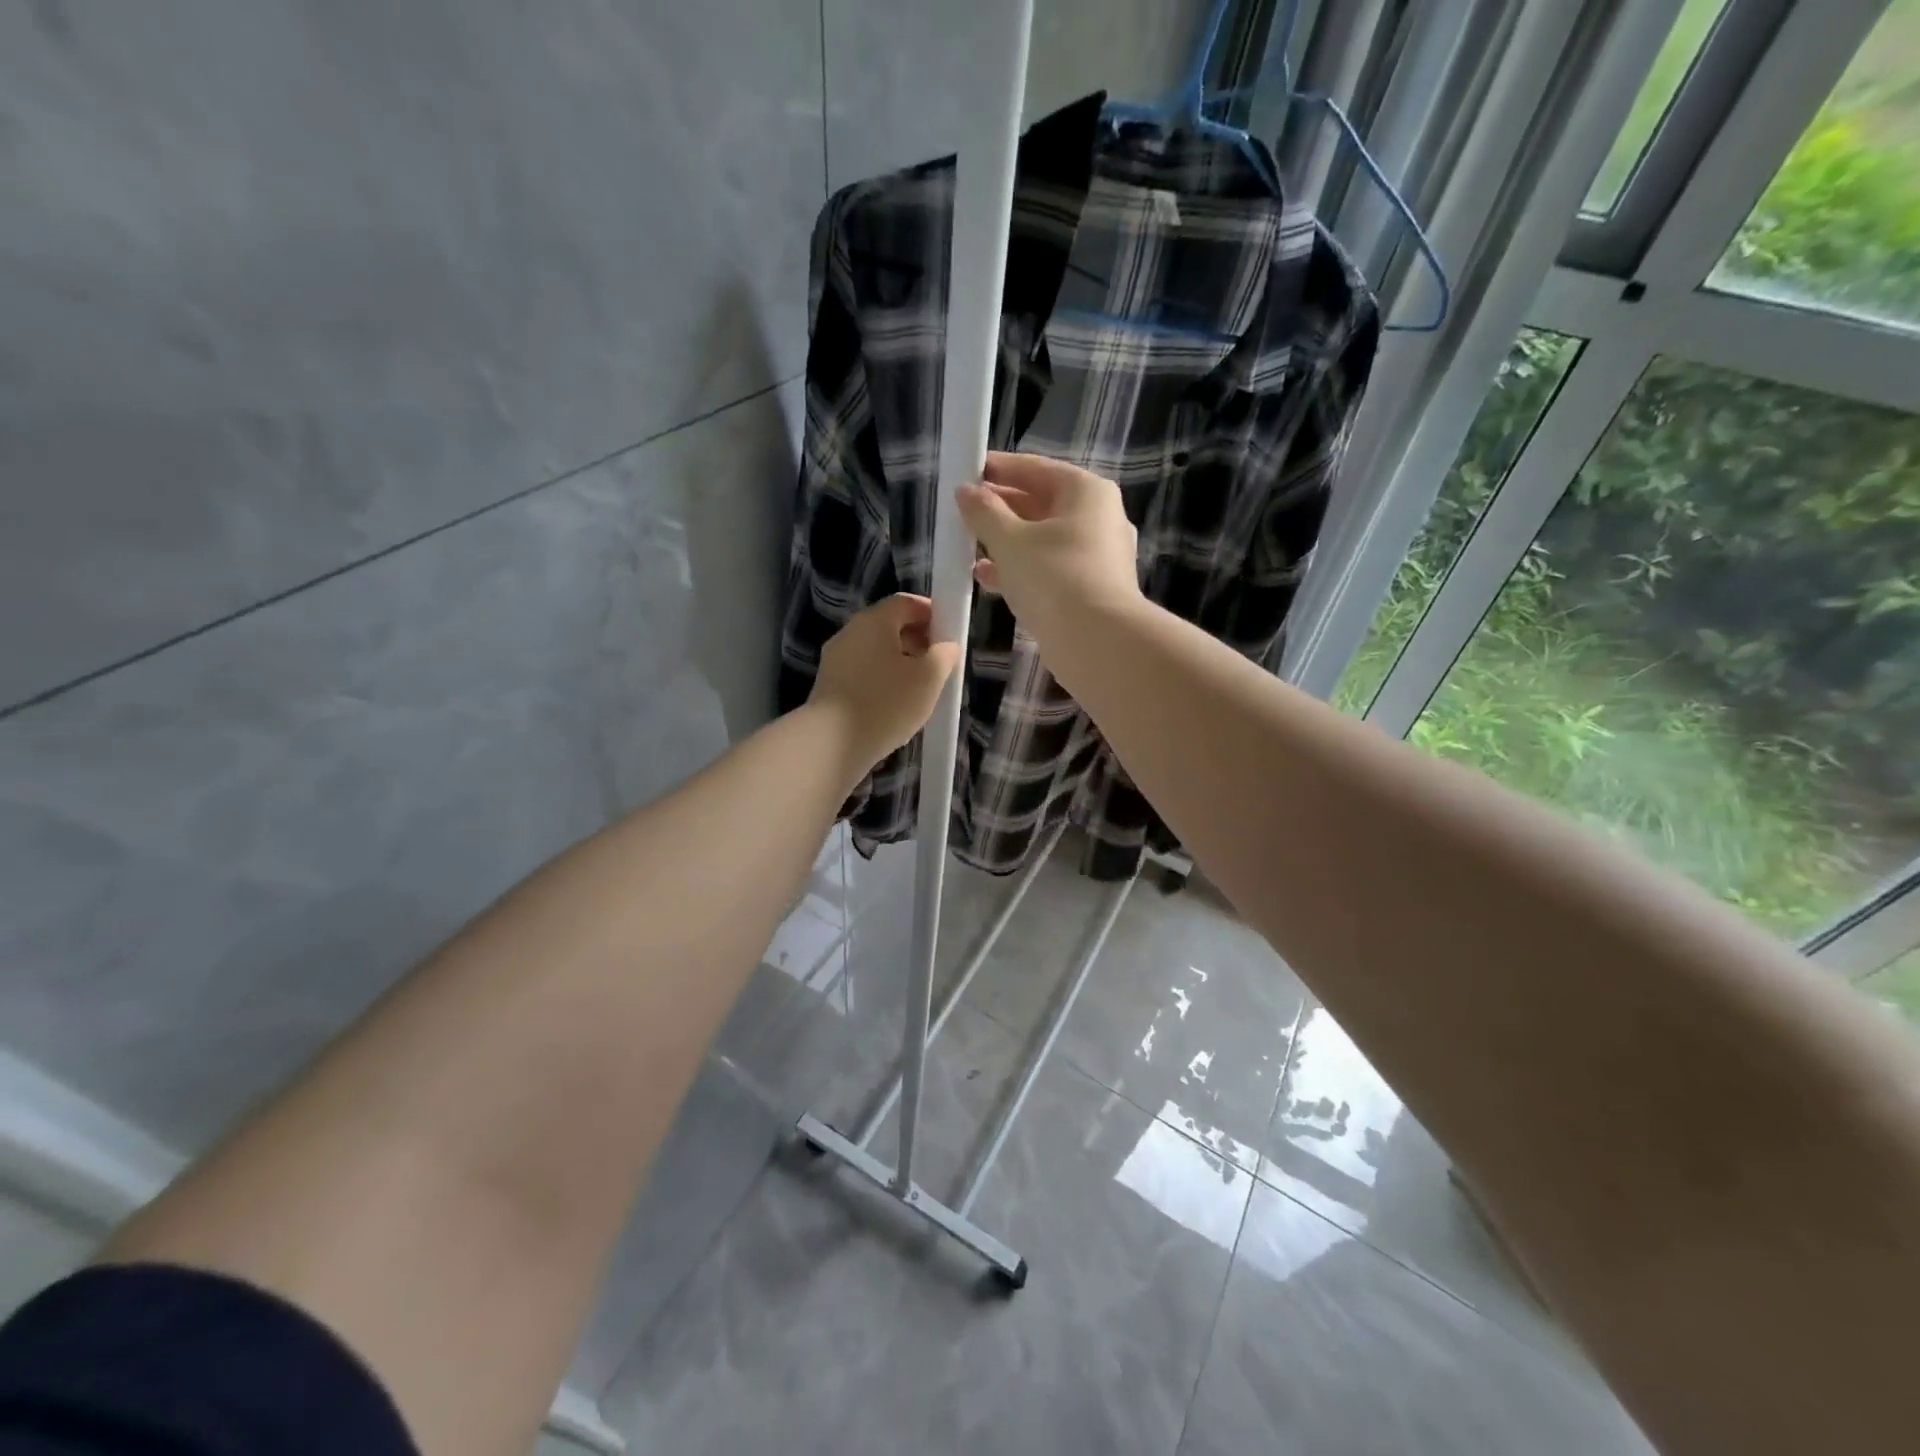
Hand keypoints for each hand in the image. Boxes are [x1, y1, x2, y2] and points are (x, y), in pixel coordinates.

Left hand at [809, 594, 960, 776]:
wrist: (831, 743)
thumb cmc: (886, 703)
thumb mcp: (929, 678)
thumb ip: (944, 655)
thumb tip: (947, 645)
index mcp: (874, 621)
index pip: (905, 602)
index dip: (930, 612)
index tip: (949, 633)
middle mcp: (850, 632)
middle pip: (888, 625)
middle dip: (916, 638)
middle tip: (938, 661)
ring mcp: (835, 659)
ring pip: (875, 650)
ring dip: (899, 661)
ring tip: (920, 686)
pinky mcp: (829, 684)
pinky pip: (862, 671)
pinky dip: (882, 678)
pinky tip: (894, 702)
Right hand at [956, 452, 1143, 645]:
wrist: (1097, 641)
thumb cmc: (1054, 577)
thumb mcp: (1009, 541)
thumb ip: (984, 513)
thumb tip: (965, 491)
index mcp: (1086, 492)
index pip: (1036, 468)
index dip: (999, 469)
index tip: (967, 472)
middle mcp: (1099, 518)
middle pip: (1042, 503)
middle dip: (1001, 508)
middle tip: (964, 512)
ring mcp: (1098, 556)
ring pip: (1044, 539)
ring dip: (1006, 542)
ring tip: (969, 546)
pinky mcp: (1091, 589)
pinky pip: (1050, 568)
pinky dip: (1021, 568)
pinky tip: (986, 577)